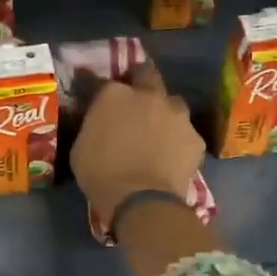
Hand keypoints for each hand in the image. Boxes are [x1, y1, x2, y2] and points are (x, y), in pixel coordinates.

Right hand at [71, 61, 205, 231]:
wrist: (141, 201)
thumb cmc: (101, 175)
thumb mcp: (80, 147)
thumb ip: (92, 126)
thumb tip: (98, 123)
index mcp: (114, 94)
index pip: (103, 82)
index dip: (100, 90)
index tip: (97, 99)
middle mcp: (149, 95)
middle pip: (147, 74)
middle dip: (141, 81)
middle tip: (134, 100)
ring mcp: (177, 115)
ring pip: (173, 103)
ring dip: (165, 112)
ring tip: (158, 131)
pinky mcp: (196, 138)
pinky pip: (186, 134)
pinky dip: (179, 142)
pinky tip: (172, 157)